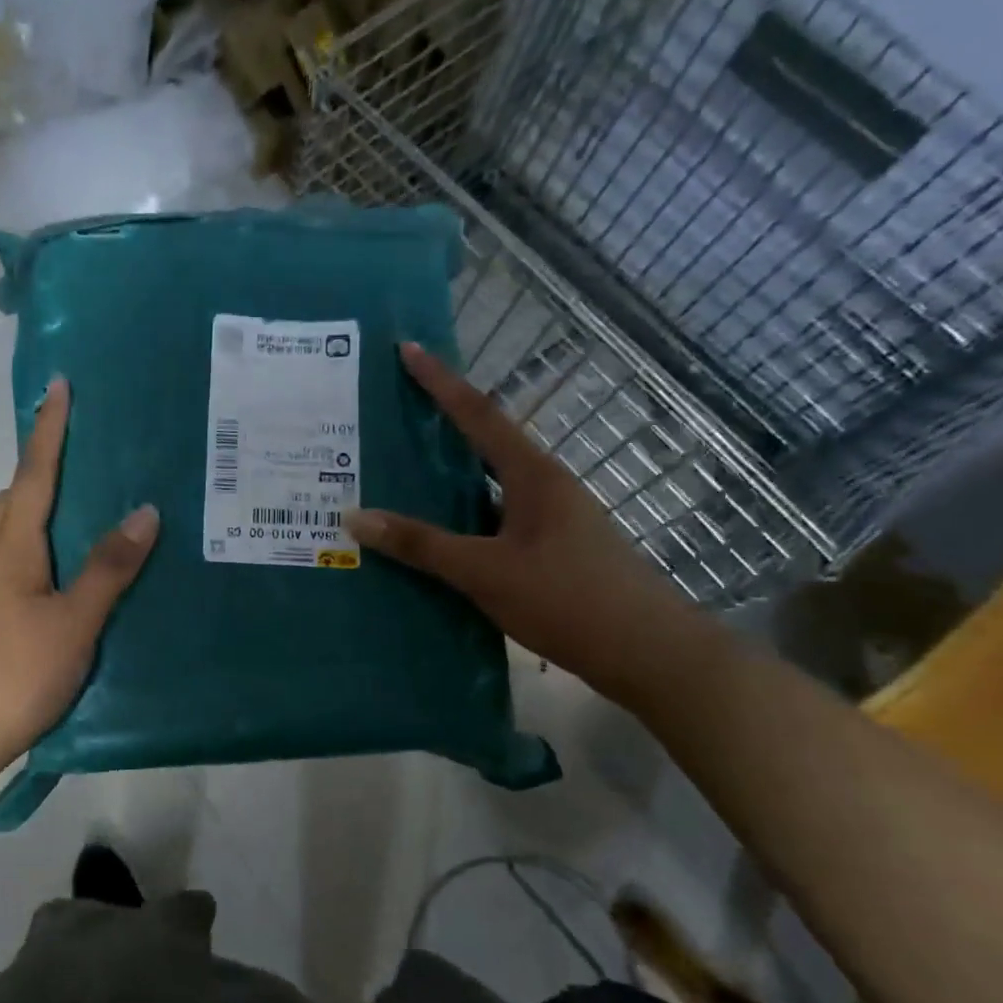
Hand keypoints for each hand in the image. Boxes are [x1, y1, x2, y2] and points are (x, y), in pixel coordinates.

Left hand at [0, 378, 158, 769]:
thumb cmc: (15, 673)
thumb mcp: (74, 621)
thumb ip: (108, 569)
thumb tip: (144, 512)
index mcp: (14, 548)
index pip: (35, 474)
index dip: (49, 430)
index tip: (58, 386)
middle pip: (16, 497)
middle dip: (42, 465)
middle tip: (80, 450)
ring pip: (13, 531)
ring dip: (40, 505)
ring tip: (84, 504)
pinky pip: (18, 561)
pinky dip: (42, 544)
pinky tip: (69, 569)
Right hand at [346, 342, 706, 705]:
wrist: (648, 653)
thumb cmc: (568, 599)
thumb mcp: (485, 571)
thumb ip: (421, 544)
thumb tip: (354, 517)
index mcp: (533, 476)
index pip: (479, 415)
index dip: (440, 381)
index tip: (407, 349)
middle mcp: (544, 487)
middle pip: (483, 445)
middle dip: (438, 428)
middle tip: (388, 418)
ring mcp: (550, 520)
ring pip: (486, 489)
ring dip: (446, 482)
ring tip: (395, 479)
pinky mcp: (551, 551)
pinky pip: (493, 522)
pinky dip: (460, 522)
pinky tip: (432, 542)